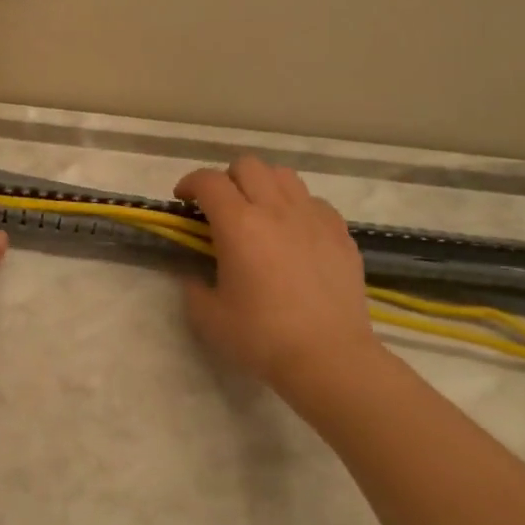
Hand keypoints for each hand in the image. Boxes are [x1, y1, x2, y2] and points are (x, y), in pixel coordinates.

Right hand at [175, 155, 380, 392]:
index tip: (183, 200)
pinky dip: (297, 207)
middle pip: (248, 165)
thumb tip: (195, 276)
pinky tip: (294, 233)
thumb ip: (194, 288)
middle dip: (227, 178)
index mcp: (238, 224)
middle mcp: (275, 209)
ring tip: (259, 212)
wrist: (330, 358)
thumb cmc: (262, 337)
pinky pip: (314, 201)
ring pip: (284, 175)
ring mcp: (313, 218)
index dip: (190, 183)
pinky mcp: (340, 233)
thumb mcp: (209, 318)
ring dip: (264, 185)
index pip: (208, 181)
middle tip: (221, 207)